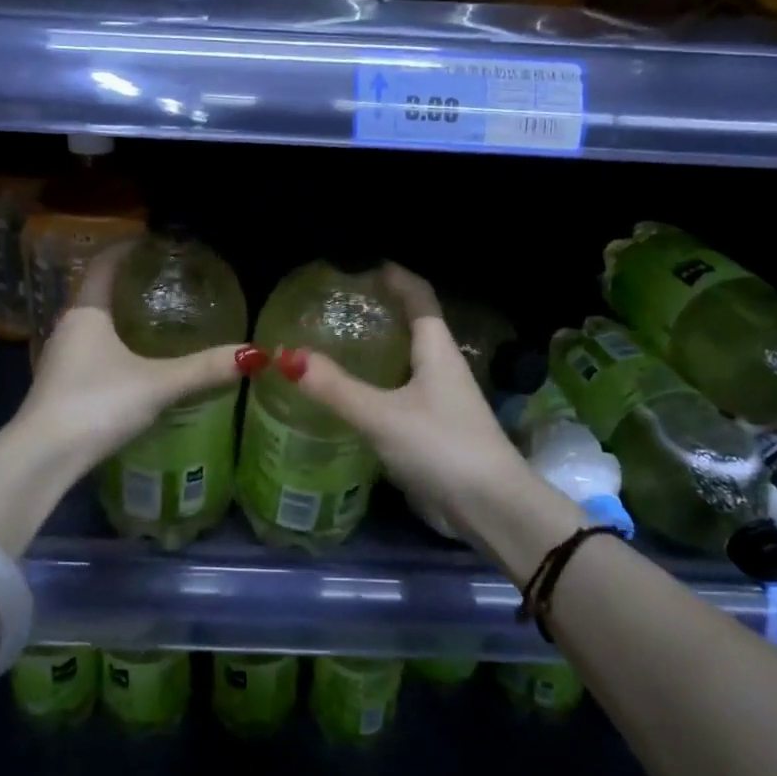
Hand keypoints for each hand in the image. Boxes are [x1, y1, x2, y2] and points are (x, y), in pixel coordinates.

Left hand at [20, 240, 262, 473]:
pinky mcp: (61, 385)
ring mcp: (60, 358)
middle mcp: (68, 328)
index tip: (151, 240)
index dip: (126, 247)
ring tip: (155, 317)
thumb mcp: (157, 384)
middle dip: (127, 281)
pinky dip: (113, 343)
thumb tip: (253, 354)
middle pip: (97, 291)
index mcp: (87, 313)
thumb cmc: (97, 404)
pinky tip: (134, 362)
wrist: (42, 458)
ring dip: (119, 315)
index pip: (103, 264)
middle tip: (164, 279)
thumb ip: (203, 369)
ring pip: (93, 323)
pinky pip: (90, 350)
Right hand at [275, 265, 533, 530]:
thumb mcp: (382, 415)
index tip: (361, 267)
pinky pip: (402, 392)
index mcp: (437, 348)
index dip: (394, 276)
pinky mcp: (435, 428)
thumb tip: (286, 355)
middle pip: (413, 325)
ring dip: (377, 349)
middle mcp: (442, 366)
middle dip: (380, 310)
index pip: (418, 295)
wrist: (490, 508)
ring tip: (336, 345)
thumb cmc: (441, 447)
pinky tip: (352, 395)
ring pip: (406, 361)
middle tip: (337, 307)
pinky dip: (377, 384)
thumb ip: (335, 388)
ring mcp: (441, 399)